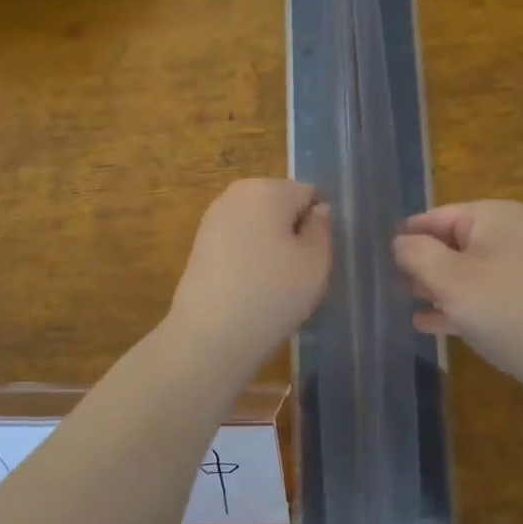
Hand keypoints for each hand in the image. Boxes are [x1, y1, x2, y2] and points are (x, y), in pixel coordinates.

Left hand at [168, 179, 331, 371]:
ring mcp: (213, 219)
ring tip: (273, 285)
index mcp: (267, 188)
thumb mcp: (316, 261)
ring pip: (259, 226)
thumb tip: (317, 210)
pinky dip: (249, 260)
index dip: (318, 225)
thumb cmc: (272, 293)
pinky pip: (239, 243)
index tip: (316, 258)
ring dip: (271, 247)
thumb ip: (322, 229)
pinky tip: (250, 289)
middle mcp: (235, 194)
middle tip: (298, 273)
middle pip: (280, 206)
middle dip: (292, 232)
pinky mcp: (199, 245)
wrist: (210, 335)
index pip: (309, 194)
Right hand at [393, 201, 522, 396]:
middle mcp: (513, 233)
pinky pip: (484, 293)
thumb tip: (400, 242)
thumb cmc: (505, 309)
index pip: (436, 216)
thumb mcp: (450, 278)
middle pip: (452, 242)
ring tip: (405, 303)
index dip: (406, 236)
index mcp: (495, 216)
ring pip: (467, 270)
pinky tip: (430, 323)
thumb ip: (416, 254)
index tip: (377, 256)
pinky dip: (458, 304)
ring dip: (436, 286)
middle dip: (421, 263)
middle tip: (388, 284)